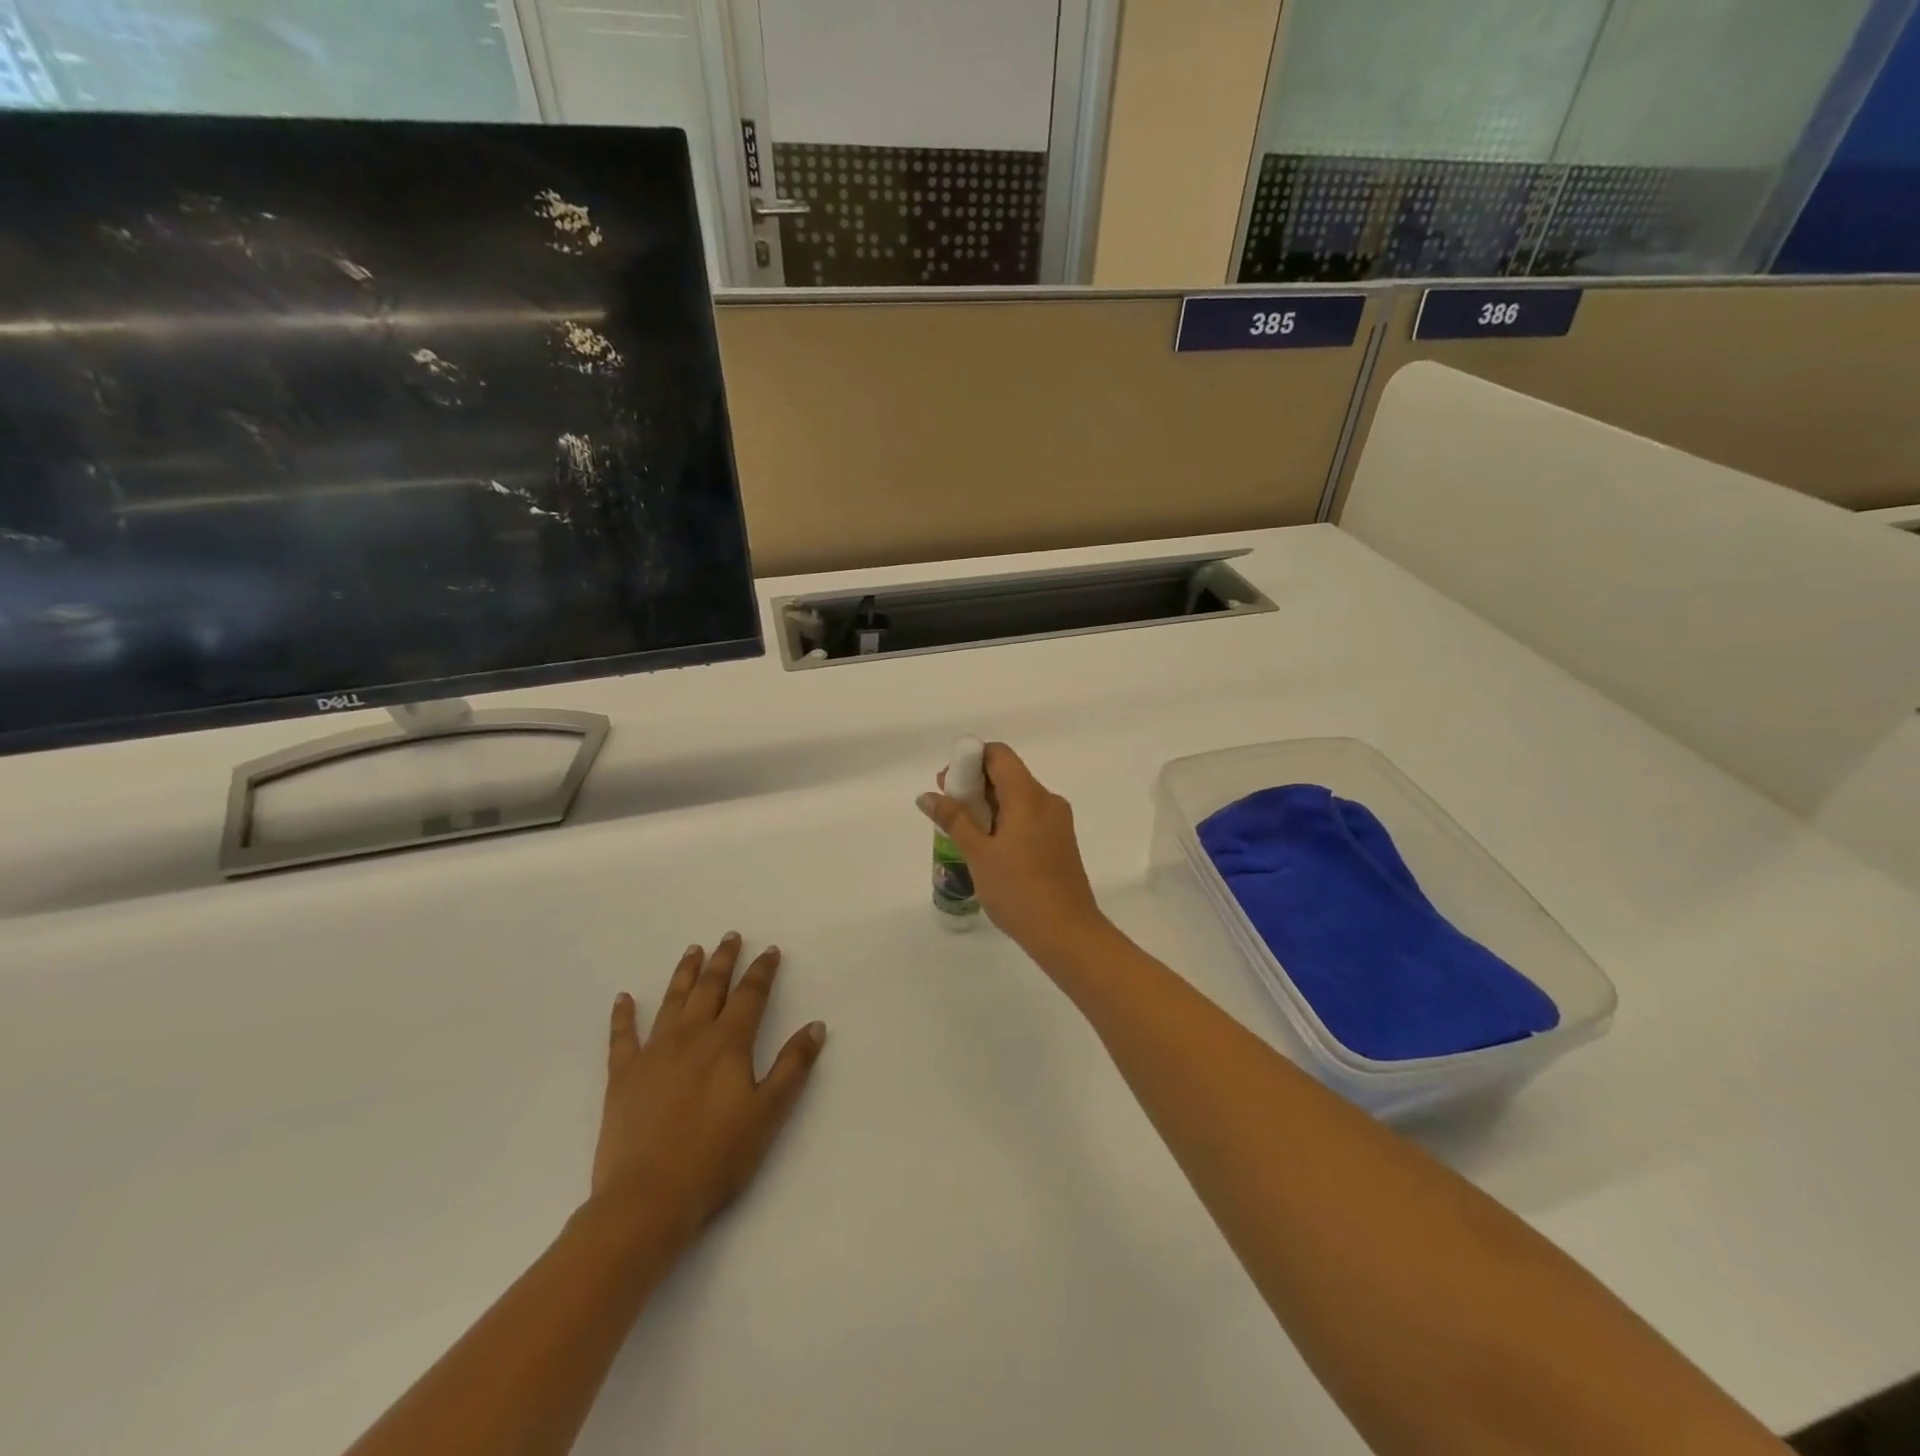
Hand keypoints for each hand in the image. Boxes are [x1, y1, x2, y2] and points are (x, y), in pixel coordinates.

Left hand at [590, 934, 826, 1252]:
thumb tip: (816, 1026)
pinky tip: (624, 998)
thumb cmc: (716, 1158)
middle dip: (723, 960)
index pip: (750, 996)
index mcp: (728, 1044)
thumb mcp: (767, 1114)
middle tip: (730, 937)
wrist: (646, 1200)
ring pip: (672, 1001)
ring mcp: (653, 1053)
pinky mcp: (622, 1076)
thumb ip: (792, 1067)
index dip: (762, 971)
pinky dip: (623, 1016)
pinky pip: (623, 1037)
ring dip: (684, 973)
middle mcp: (691, 1037)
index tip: (770, 951)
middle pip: (710, 988)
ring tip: (693, 950)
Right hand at [917, 743, 1109, 965]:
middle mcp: (1047, 800)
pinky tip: (989, 849)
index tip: (948, 784)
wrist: (1067, 933)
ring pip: (1018, 798)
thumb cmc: (1018, 890)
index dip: (970, 760)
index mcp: (1029, 795)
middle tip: (948, 810)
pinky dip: (1006, 821)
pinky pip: (1029, 817)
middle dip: (975, 785)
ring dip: (989, 805)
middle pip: (1008, 775)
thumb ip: (953, 819)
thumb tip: (927, 795)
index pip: (999, 755)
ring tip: (963, 833)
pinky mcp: (1060, 842)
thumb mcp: (978, 854)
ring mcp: (1057, 822)